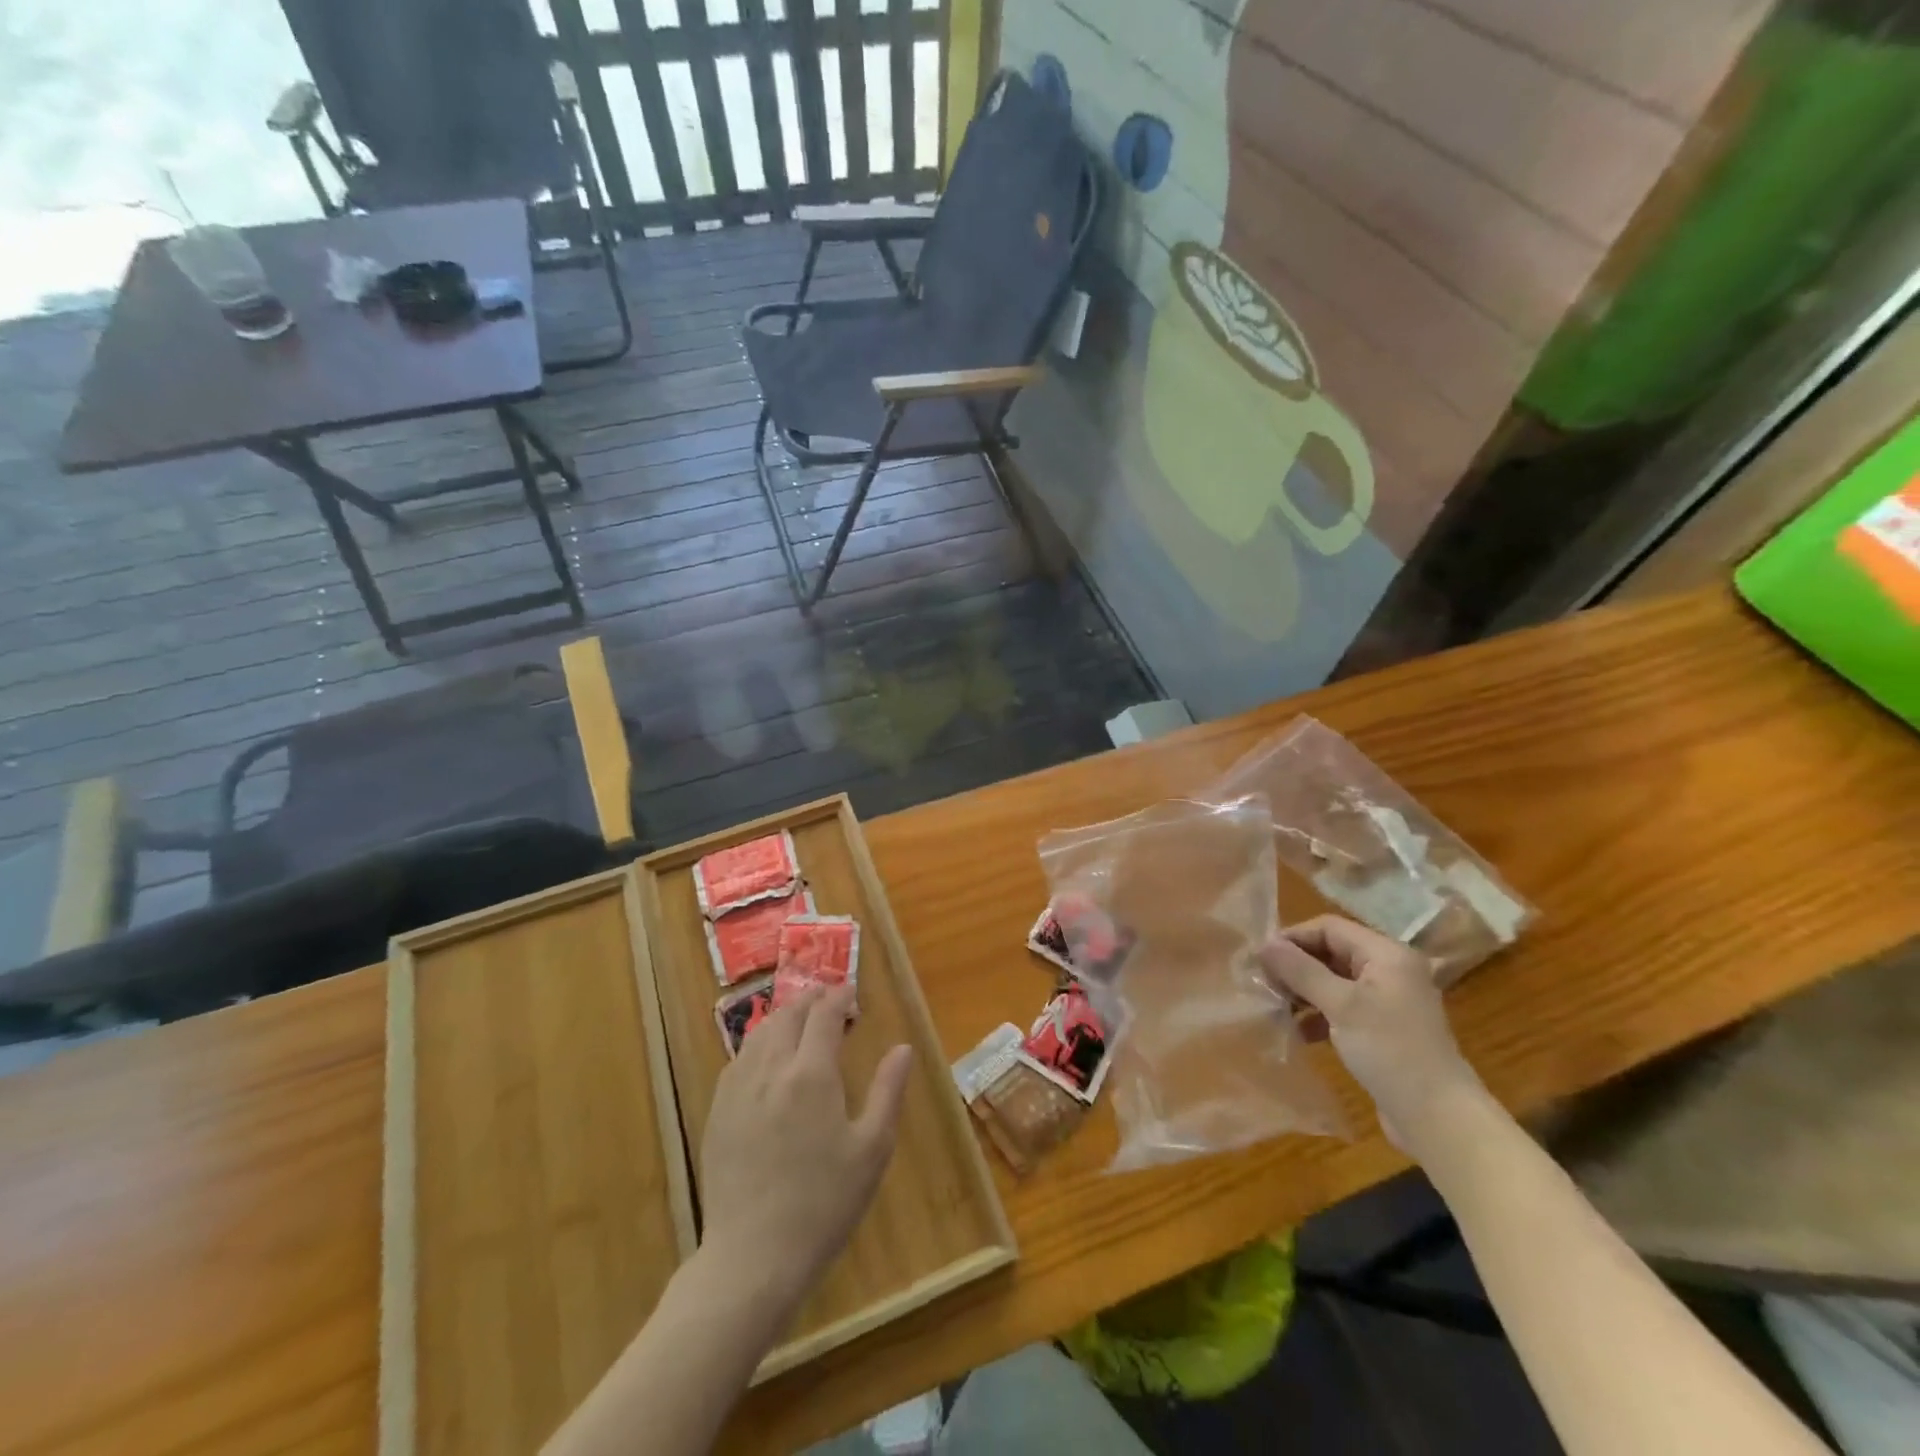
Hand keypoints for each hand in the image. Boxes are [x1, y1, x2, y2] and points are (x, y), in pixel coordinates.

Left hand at [698, 983, 913, 1314]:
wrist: (753, 1257)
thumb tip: (903, 1048)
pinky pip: (738, 1059)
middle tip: (830, 1001)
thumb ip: (888, 1091)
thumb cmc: (824, 1204)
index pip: (825, 1014)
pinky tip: (767, 1059)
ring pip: (760, 1032)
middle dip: (811, 999)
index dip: (840, 996)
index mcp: (811, 1073)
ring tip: (801, 1021)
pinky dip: (759, 1044)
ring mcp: (738, 1089)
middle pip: (789, 1015)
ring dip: (784, 1017)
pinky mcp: (718, 1112)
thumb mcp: (872, 1149)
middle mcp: (771, 1069)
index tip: (852, 994)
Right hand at [1261, 915, 1485, 1155]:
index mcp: (1386, 955)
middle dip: (1296, 965)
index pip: (1329, 928)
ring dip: (1303, 991)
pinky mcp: (1382, 1029)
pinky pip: (1342, 1008)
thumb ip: (1301, 971)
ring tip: (1275, 1007)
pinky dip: (1318, 1014)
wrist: (1439, 1119)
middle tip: (1264, 983)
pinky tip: (1298, 1032)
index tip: (1261, 958)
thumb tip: (1264, 944)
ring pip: (1334, 981)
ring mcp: (1387, 1001)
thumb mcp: (1341, 1005)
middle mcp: (1389, 971)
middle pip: (1331, 952)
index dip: (1293, 937)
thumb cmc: (1391, 1051)